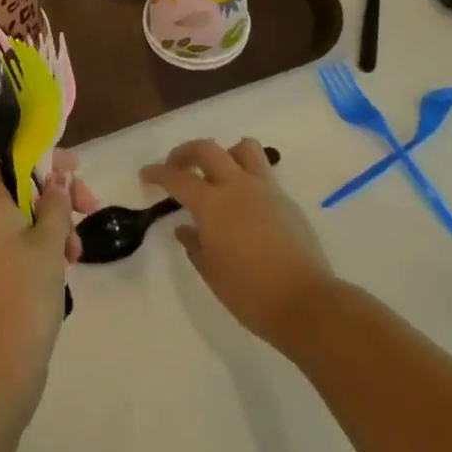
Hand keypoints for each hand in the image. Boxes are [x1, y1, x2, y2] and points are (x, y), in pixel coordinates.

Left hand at [0, 150, 96, 418]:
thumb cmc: (23, 296)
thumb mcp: (49, 242)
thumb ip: (56, 202)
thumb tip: (56, 178)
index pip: (6, 159)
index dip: (41, 156)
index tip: (74, 167)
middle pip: (17, 188)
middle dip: (56, 195)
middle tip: (89, 207)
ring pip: (19, 219)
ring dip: (53, 226)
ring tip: (77, 253)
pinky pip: (13, 246)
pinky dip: (39, 248)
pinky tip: (63, 269)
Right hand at [141, 138, 332, 346]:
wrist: (305, 302)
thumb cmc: (250, 293)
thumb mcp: (212, 272)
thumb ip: (195, 244)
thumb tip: (185, 227)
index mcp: (213, 205)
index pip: (178, 178)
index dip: (158, 173)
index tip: (146, 174)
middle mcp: (237, 186)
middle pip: (208, 149)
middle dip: (186, 151)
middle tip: (176, 164)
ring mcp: (265, 189)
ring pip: (243, 149)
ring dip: (225, 153)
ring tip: (218, 173)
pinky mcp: (286, 199)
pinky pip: (262, 173)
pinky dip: (246, 176)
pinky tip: (244, 202)